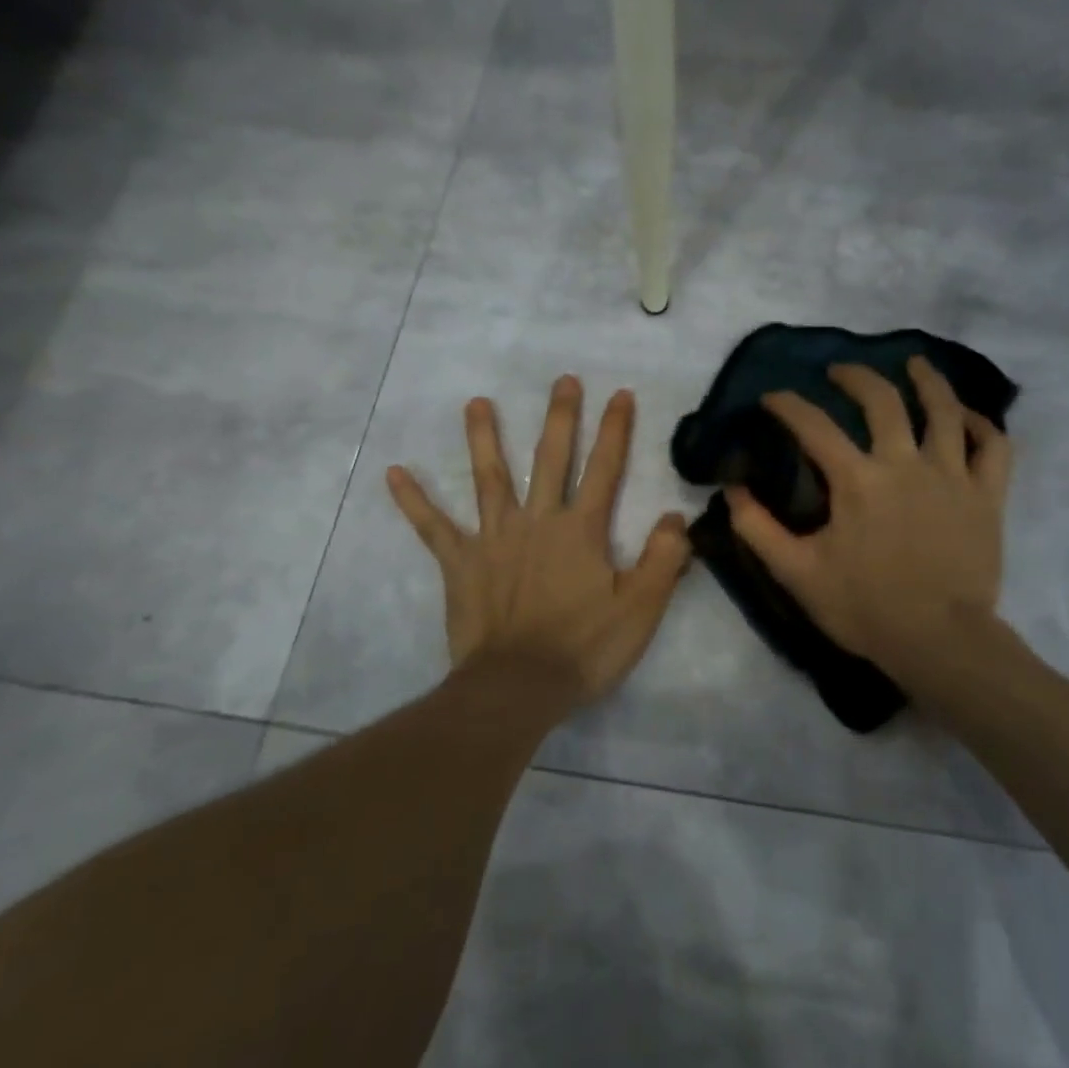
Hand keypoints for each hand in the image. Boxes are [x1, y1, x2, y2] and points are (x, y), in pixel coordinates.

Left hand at [386, 376, 691, 707]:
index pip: (605, 469)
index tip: (620, 394)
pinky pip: (433, 527)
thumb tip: (676, 517)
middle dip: (560, 418)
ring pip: (490, 478)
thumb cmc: (584, 649)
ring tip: (477, 403)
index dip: (615, 430)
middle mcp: (538, 521)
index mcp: (581, 530)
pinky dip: (413, 501)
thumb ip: (664, 558)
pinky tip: (393, 472)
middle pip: (551, 459)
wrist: (518, 687)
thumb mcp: (641, 608)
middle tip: (563, 380)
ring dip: (484, 438)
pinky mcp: (461, 564)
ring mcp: (494, 539)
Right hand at [725, 358, 1013, 687]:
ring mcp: (952, 476)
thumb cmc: (865, 608)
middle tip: (839, 371)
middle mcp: (906, 463)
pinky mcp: (987, 496)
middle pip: (882, 400)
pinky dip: (983, 425)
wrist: (940, 642)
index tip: (773, 397)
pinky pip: (993, 447)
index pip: (814, 426)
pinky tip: (968, 417)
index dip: (787, 405)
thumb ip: (758, 529)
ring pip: (945, 410)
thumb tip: (734, 490)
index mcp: (857, 480)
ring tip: (915, 363)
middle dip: (855, 376)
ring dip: (928, 380)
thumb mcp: (798, 573)